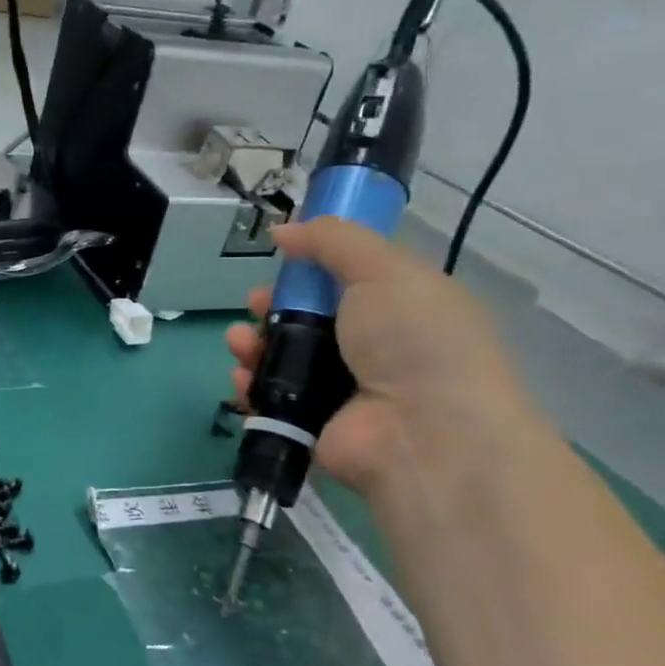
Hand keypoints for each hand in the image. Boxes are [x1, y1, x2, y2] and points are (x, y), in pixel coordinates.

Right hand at [226, 219, 534, 495]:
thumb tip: (283, 230)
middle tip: (257, 303)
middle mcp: (372, 350)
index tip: (285, 260)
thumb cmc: (414, 340)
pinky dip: (250, 387)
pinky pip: (269, 399)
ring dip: (252, 344)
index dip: (311, 268)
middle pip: (306, 319)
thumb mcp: (384, 269)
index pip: (347, 282)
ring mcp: (341, 392)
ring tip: (240, 342)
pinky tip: (241, 378)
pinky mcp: (312, 426)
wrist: (424, 434)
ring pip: (281, 358)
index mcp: (400, 309)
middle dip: (271, 306)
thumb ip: (332, 240)